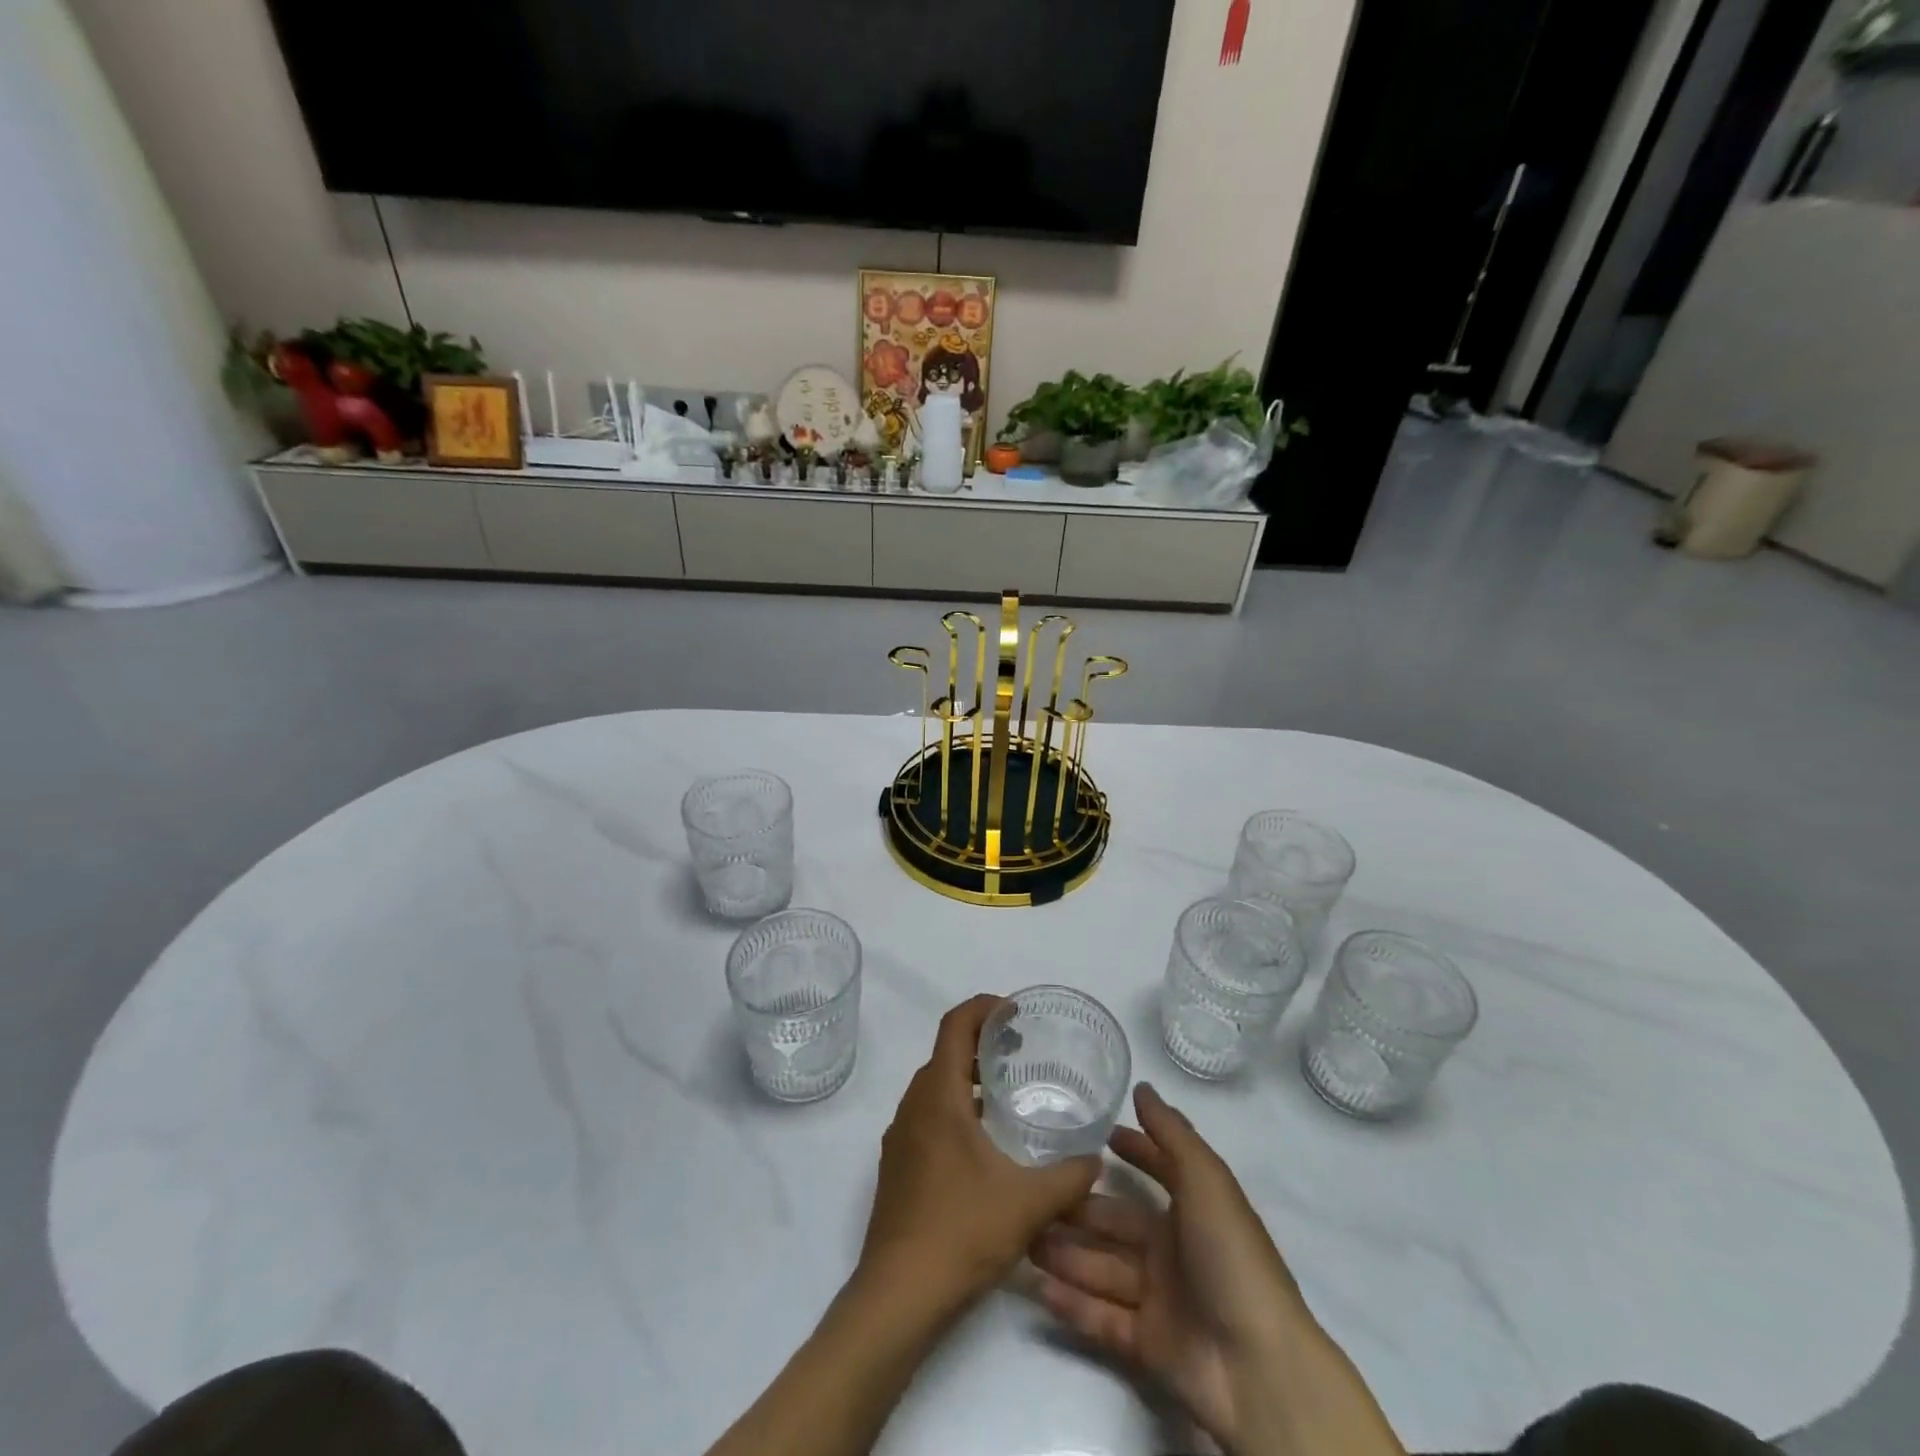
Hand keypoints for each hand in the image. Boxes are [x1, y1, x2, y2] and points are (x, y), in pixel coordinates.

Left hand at [858, 995, 1101, 1309]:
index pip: (955, 1026)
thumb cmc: (961, 1233)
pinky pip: (927, 1114)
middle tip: (1019, 1050)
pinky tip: (984, 1142)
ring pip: (934, 1085)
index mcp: (938, 1097)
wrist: (898, 1295)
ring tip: (1006, 1093)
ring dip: (967, 1076)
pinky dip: (955, 1106)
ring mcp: (900, 1136)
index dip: (983, 1008)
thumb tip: (1096, 1160)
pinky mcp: (898, 1164)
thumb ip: (1069, 1177)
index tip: (1015, 1011)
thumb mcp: (1028, 1203)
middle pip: (945, 1052)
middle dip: (981, 1041)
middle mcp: (913, 1106)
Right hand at [1030, 1084, 1402, 1455]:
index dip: (1133, 1151)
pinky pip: (1102, 1318)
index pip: (1158, 1170)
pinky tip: (1037, 1287)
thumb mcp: (1206, 1180)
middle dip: (1077, 1209)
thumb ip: (1171, 1133)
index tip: (1095, 1135)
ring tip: (1022, 1240)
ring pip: (1101, 1267)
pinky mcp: (1148, 1344)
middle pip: (1115, 1223)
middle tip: (1032, 1194)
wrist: (1257, 1365)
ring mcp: (1160, 1298)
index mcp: (1194, 1210)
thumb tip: (1142, 1087)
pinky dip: (1073, 1304)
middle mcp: (1174, 1249)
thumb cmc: (1230, 1256)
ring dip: (1065, 1253)